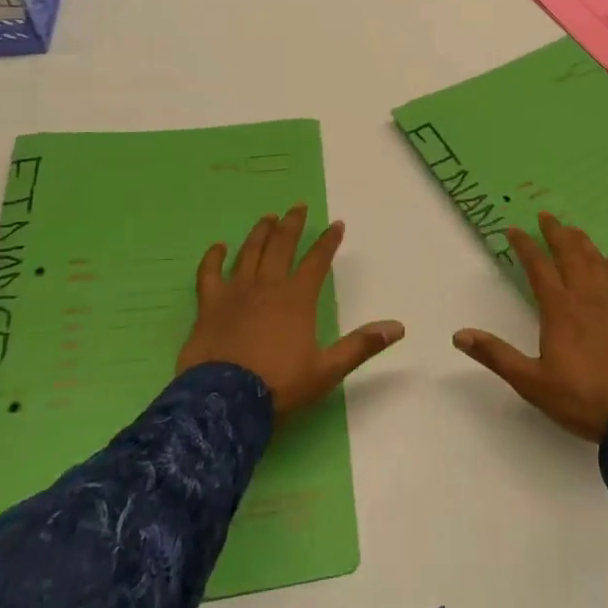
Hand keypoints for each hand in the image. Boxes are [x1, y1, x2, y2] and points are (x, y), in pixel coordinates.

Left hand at [177, 204, 403, 413]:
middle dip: (292, 224)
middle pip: (282, 245)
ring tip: (268, 217)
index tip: (337, 224)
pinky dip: (213, 257)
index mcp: (298, 297)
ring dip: (260, 232)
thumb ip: (361, 345)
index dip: (328, 241)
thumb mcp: (327, 369)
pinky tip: (218, 247)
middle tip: (298, 207)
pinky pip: (209, 273)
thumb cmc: (279, 384)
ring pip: (250, 251)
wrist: (225, 401)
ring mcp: (236, 291)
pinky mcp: (210, 304)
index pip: (318, 260)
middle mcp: (268, 285)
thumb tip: (398, 327)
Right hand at [454, 213, 607, 441]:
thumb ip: (496, 355)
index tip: (513, 229)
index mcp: (559, 309)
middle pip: (570, 255)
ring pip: (597, 263)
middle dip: (556, 233)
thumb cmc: (581, 399)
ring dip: (583, 243)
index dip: (525, 246)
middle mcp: (586, 298)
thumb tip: (459, 335)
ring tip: (574, 230)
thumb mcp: (531, 382)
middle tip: (546, 216)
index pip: (538, 267)